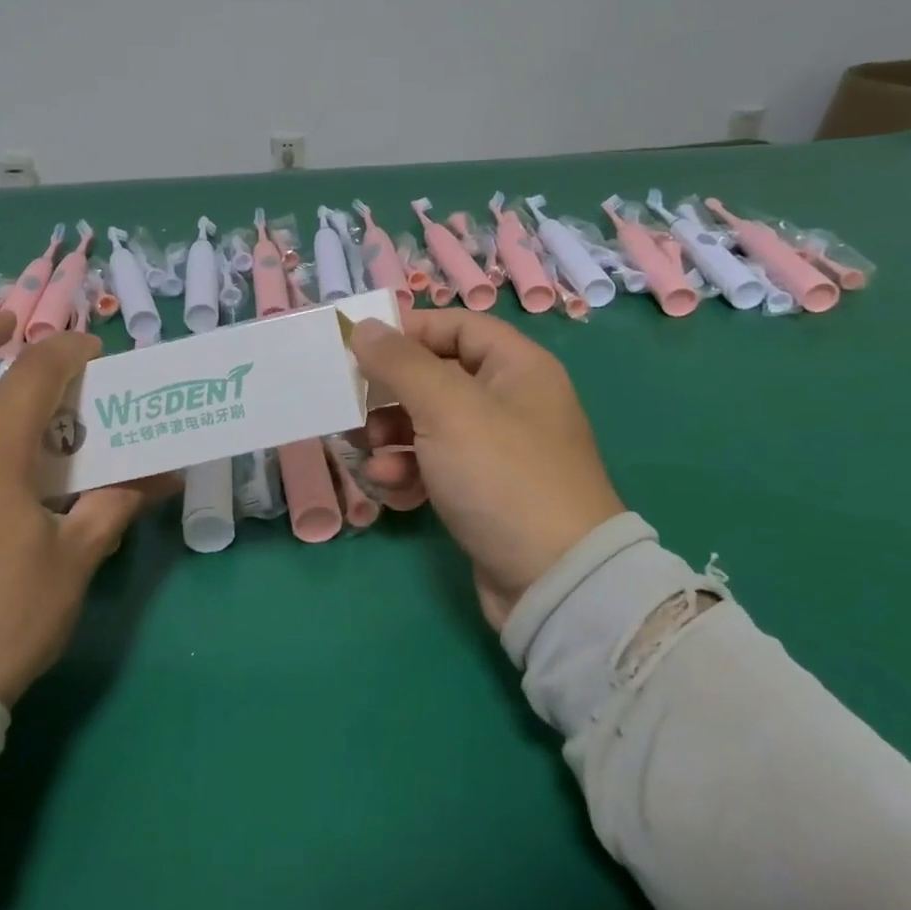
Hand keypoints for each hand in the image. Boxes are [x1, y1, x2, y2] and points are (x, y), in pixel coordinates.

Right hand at [352, 310, 625, 629]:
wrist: (554, 583)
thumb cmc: (502, 475)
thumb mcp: (446, 408)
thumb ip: (400, 363)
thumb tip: (364, 327)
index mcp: (517, 367)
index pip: (456, 326)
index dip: (409, 330)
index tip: (361, 345)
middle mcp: (510, 400)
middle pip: (436, 376)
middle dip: (392, 393)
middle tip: (356, 406)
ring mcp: (497, 449)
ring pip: (429, 423)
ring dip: (393, 435)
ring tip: (372, 453)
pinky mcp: (483, 491)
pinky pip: (435, 464)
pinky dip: (409, 470)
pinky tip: (391, 487)